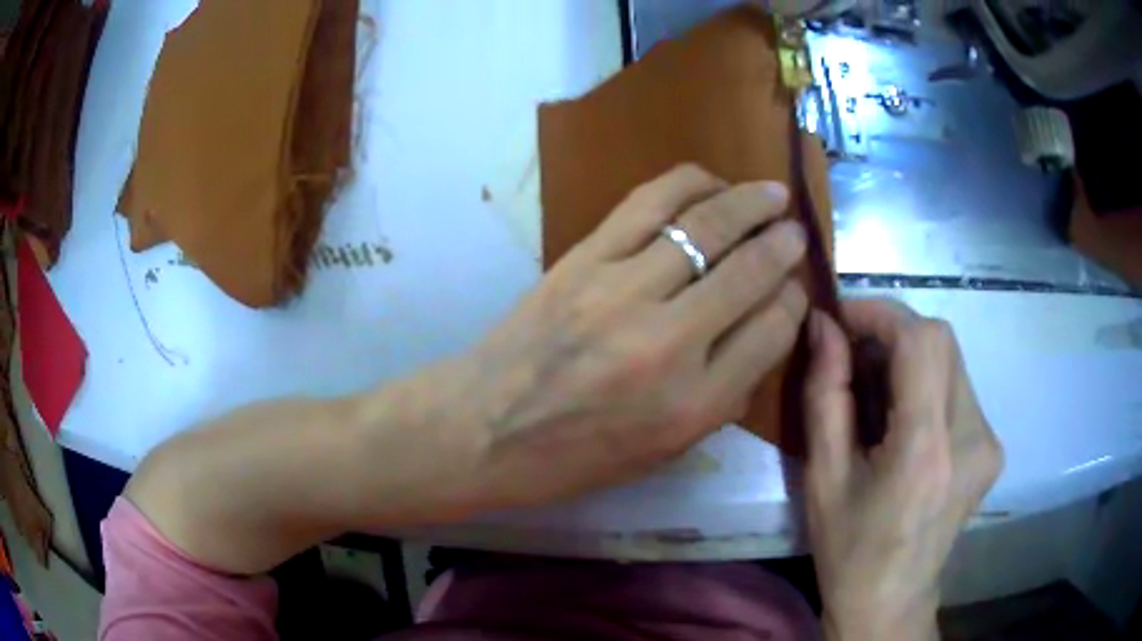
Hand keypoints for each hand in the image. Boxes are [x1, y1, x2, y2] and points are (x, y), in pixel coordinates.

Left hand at [440, 164, 808, 509]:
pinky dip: (689, 184)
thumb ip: (724, 396)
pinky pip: (649, 203)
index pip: (774, 330)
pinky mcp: (584, 260)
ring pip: (707, 226)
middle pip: (751, 272)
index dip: (793, 301)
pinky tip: (711, 184)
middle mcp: (672, 343)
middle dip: (784, 245)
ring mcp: (624, 292)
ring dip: (749, 201)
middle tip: (796, 231)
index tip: (793, 288)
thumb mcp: (665, 451)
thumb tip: (762, 331)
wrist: (485, 428)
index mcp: (697, 403)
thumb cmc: (575, 457)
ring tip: (771, 193)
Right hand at [803, 300, 1002, 640]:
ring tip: (876, 389)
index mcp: (925, 451)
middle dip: (895, 331)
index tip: (842, 319)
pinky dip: (928, 382)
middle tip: (855, 352)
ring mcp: (988, 441)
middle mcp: (971, 437)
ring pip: (952, 360)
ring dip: (911, 357)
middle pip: (942, 341)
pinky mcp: (992, 447)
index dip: (881, 313)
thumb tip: (822, 327)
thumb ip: (825, 394)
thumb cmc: (849, 550)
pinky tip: (904, 416)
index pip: (921, 341)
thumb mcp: (823, 478)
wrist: (892, 601)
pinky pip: (959, 388)